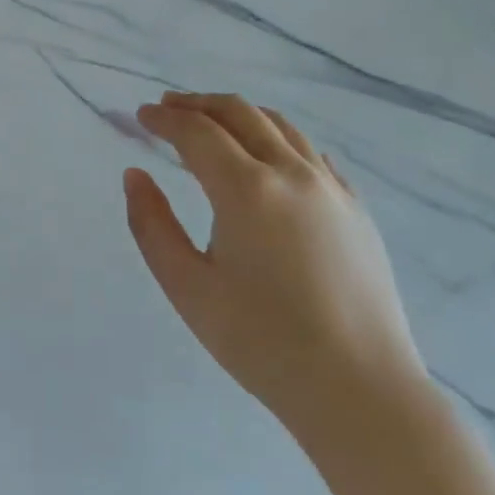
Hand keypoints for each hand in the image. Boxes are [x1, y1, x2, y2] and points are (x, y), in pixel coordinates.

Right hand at [124, 93, 425, 436]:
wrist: (360, 390)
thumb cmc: (261, 341)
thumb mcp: (187, 287)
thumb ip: (152, 224)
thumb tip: (134, 175)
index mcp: (246, 189)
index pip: (196, 132)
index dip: (164, 119)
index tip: (140, 115)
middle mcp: (291, 173)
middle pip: (239, 114)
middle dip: (198, 104)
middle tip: (167, 107)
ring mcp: (331, 187)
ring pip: (279, 126)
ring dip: (238, 114)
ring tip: (212, 122)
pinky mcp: (356, 208)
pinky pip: (311, 152)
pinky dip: (278, 138)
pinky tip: (268, 155)